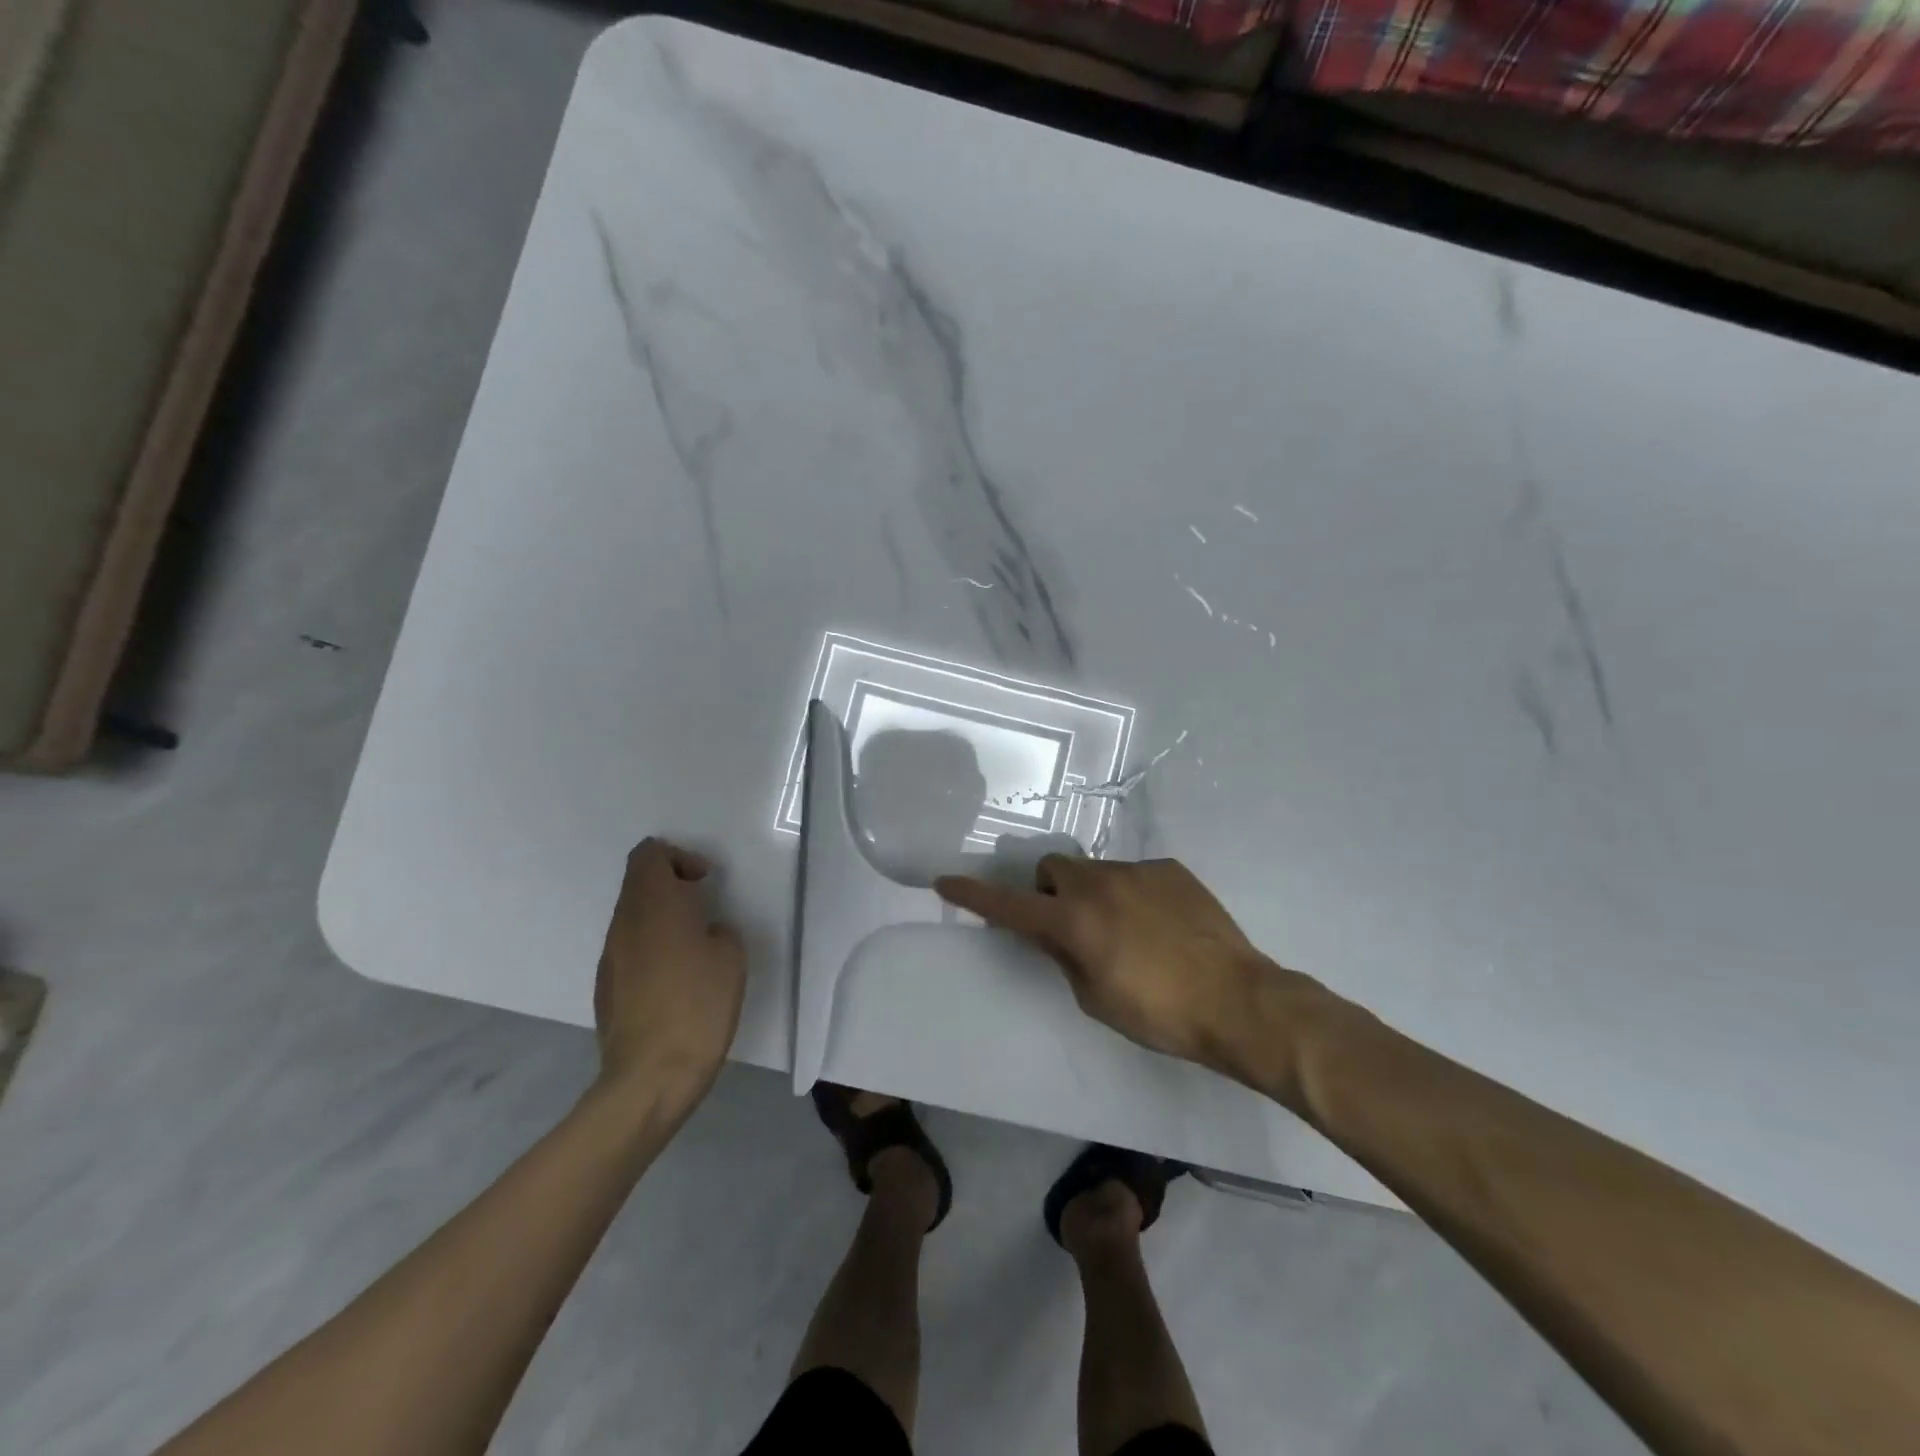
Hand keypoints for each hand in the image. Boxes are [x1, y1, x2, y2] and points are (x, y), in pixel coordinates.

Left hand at [594, 838, 745, 1110]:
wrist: (650, 1076)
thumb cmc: (698, 1005)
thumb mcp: (731, 957)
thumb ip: (718, 930)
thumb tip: (705, 932)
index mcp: (653, 905)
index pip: (649, 854)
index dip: (678, 857)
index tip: (705, 881)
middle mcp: (623, 923)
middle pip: (638, 882)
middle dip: (671, 885)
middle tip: (704, 909)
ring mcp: (610, 956)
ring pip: (633, 916)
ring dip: (662, 917)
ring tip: (694, 945)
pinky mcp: (606, 987)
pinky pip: (629, 948)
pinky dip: (652, 947)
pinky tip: (676, 979)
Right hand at [935, 856, 1305, 1076]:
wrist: (1239, 1000)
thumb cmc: (1160, 1014)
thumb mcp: (1096, 998)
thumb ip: (1064, 957)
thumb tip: (1050, 934)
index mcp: (1074, 921)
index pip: (1010, 905)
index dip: (974, 895)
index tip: (945, 880)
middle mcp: (1099, 884)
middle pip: (1053, 869)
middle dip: (1050, 891)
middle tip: (1071, 926)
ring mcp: (1137, 870)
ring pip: (1095, 871)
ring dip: (1094, 894)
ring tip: (1128, 932)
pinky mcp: (1171, 869)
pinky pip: (1135, 874)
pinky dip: (1132, 895)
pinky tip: (1162, 926)